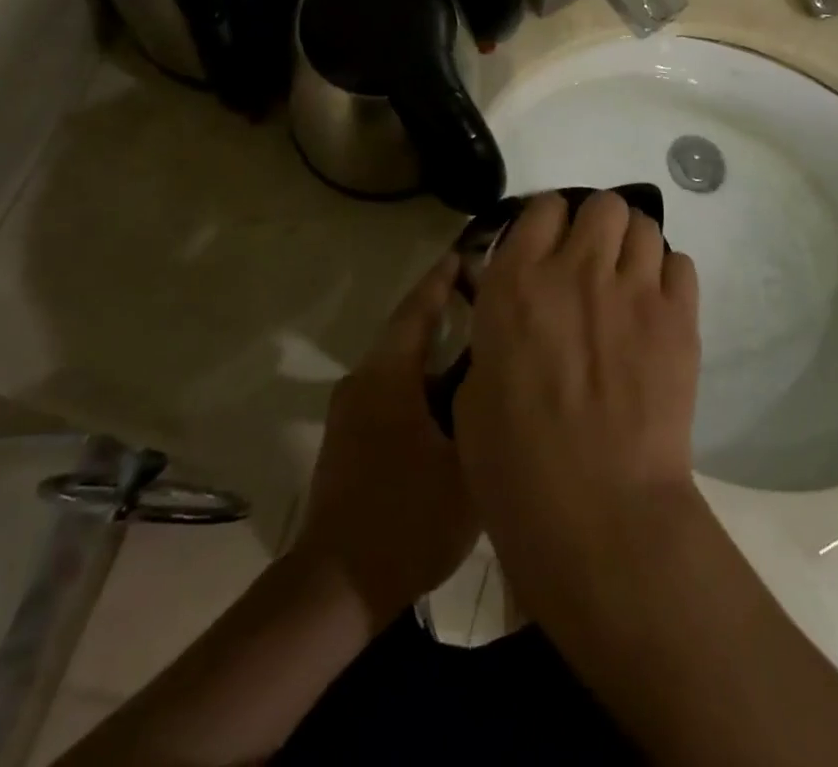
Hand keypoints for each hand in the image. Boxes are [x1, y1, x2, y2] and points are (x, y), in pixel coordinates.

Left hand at [290, 254, 478, 622]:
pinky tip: (450, 398)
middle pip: (407, 331)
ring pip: (399, 363)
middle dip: (444, 311)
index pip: (417, 308)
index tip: (466, 253)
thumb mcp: (466, 462)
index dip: (442, 279)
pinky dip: (420, 380)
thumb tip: (501, 369)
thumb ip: (485, 407)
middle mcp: (363, 381)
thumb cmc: (407, 518)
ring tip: (478, 346)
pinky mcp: (349, 438)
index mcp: (388, 375)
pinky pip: (391, 389)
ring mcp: (351, 411)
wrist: (336, 585)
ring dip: (434, 349)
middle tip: (487, 300)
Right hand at [454, 192, 702, 602]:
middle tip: (593, 262)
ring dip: (634, 246)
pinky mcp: (678, 317)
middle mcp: (576, 269)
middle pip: (603, 204)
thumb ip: (496, 333)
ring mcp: (633, 289)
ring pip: (645, 225)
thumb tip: (516, 315)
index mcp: (516, 282)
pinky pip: (681, 264)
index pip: (543, 208)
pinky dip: (668, 277)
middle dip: (598, 225)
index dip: (548, 223)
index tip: (549, 246)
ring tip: (628, 282)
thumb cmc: (515, 465)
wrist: (598, 512)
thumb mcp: (475, 388)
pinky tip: (657, 309)